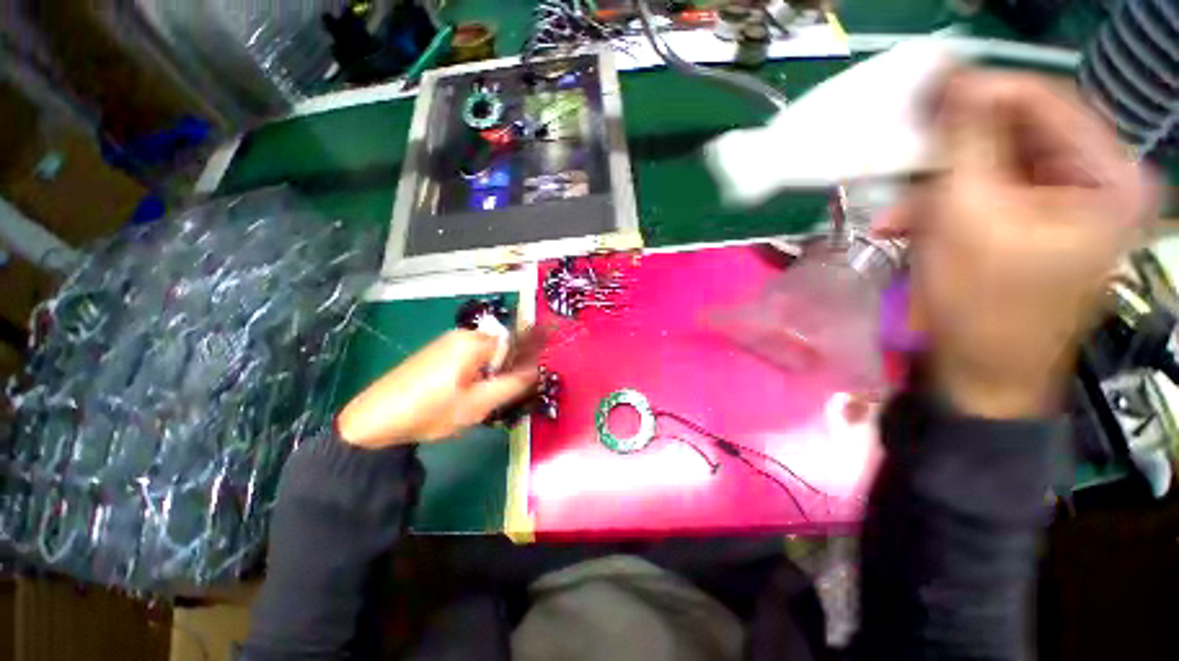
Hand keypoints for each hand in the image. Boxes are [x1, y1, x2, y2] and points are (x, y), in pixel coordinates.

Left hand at [337, 330, 538, 447]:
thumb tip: (536, 370)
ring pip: (483, 355)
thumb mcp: (479, 403)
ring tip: (472, 400)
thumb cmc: (431, 411)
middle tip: (491, 399)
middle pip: (499, 349)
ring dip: (486, 375)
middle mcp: (461, 335)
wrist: (373, 421)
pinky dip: (471, 374)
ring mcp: (445, 342)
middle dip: (502, 371)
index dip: (521, 364)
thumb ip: (513, 384)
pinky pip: (466, 358)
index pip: (515, 343)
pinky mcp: (434, 352)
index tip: (516, 386)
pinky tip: (456, 395)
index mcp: (474, 342)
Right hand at [879, 71, 1156, 418]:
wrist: (983, 375)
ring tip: (899, 212)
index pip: (1043, 100)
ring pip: (997, 167)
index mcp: (1108, 177)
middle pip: (1020, 134)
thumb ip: (966, 140)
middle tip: (906, 155)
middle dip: (955, 150)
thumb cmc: (982, 305)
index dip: (980, 92)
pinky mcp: (1037, 225)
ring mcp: (1068, 205)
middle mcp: (1098, 183)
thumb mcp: (968, 216)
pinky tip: (910, 224)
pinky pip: (990, 195)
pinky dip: (947, 206)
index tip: (923, 95)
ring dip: (942, 185)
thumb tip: (952, 78)